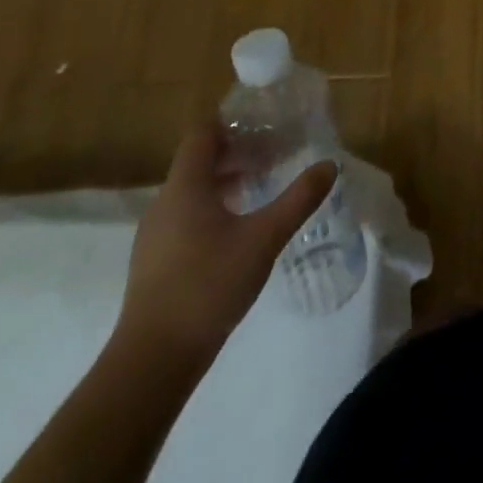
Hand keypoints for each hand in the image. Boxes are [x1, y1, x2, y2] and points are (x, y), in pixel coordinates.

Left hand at [116, 124, 336, 366]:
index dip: (231, 123)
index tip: (264, 124)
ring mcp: (155, 234)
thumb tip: (329, 165)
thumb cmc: (208, 285)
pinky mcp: (155, 261)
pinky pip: (186, 216)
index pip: (202, 134)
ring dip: (226, 181)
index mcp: (185, 187)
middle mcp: (165, 202)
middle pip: (198, 161)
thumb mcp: (264, 238)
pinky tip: (239, 230)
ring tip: (262, 187)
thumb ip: (298, 199)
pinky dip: (213, 208)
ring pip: (192, 190)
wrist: (153, 360)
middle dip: (236, 152)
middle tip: (274, 154)